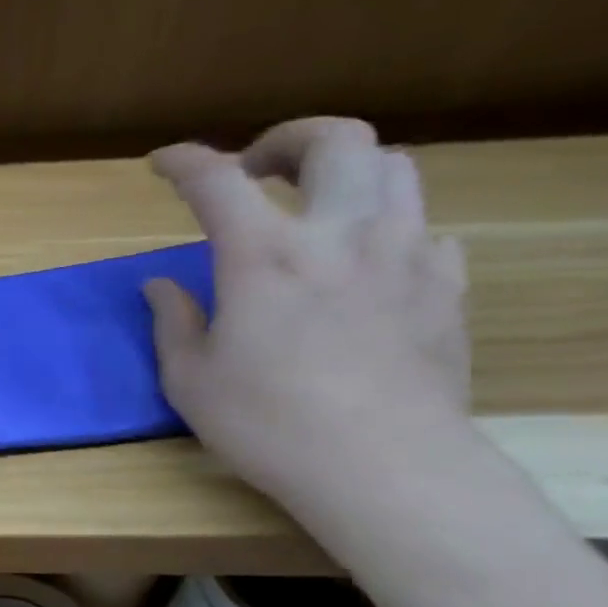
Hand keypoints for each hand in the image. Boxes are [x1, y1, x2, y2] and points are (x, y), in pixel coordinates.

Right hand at [144, 118, 472, 507]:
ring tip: (314, 206)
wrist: (382, 466)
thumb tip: (161, 285)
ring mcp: (404, 254)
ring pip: (394, 168)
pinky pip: (424, 228)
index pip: (216, 181)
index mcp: (264, 256)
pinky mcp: (446, 286)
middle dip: (285, 140)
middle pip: (334, 141)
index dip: (184, 161)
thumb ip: (173, 321)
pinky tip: (364, 264)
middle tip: (255, 170)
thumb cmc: (267, 424)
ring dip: (344, 173)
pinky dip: (387, 227)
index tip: (163, 163)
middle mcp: (340, 235)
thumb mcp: (189, 379)